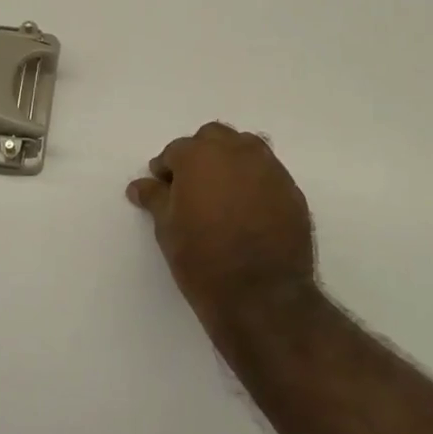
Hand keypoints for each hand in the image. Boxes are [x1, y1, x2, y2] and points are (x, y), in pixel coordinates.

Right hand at [127, 123, 316, 332]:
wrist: (262, 295)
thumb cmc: (202, 259)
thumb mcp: (167, 229)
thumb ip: (155, 198)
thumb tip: (140, 185)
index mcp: (200, 156)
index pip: (176, 151)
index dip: (166, 169)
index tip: (163, 187)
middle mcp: (238, 152)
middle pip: (213, 138)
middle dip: (200, 155)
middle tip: (191, 186)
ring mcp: (270, 169)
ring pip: (246, 149)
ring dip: (230, 162)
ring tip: (221, 194)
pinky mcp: (292, 190)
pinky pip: (267, 173)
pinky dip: (254, 181)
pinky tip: (247, 210)